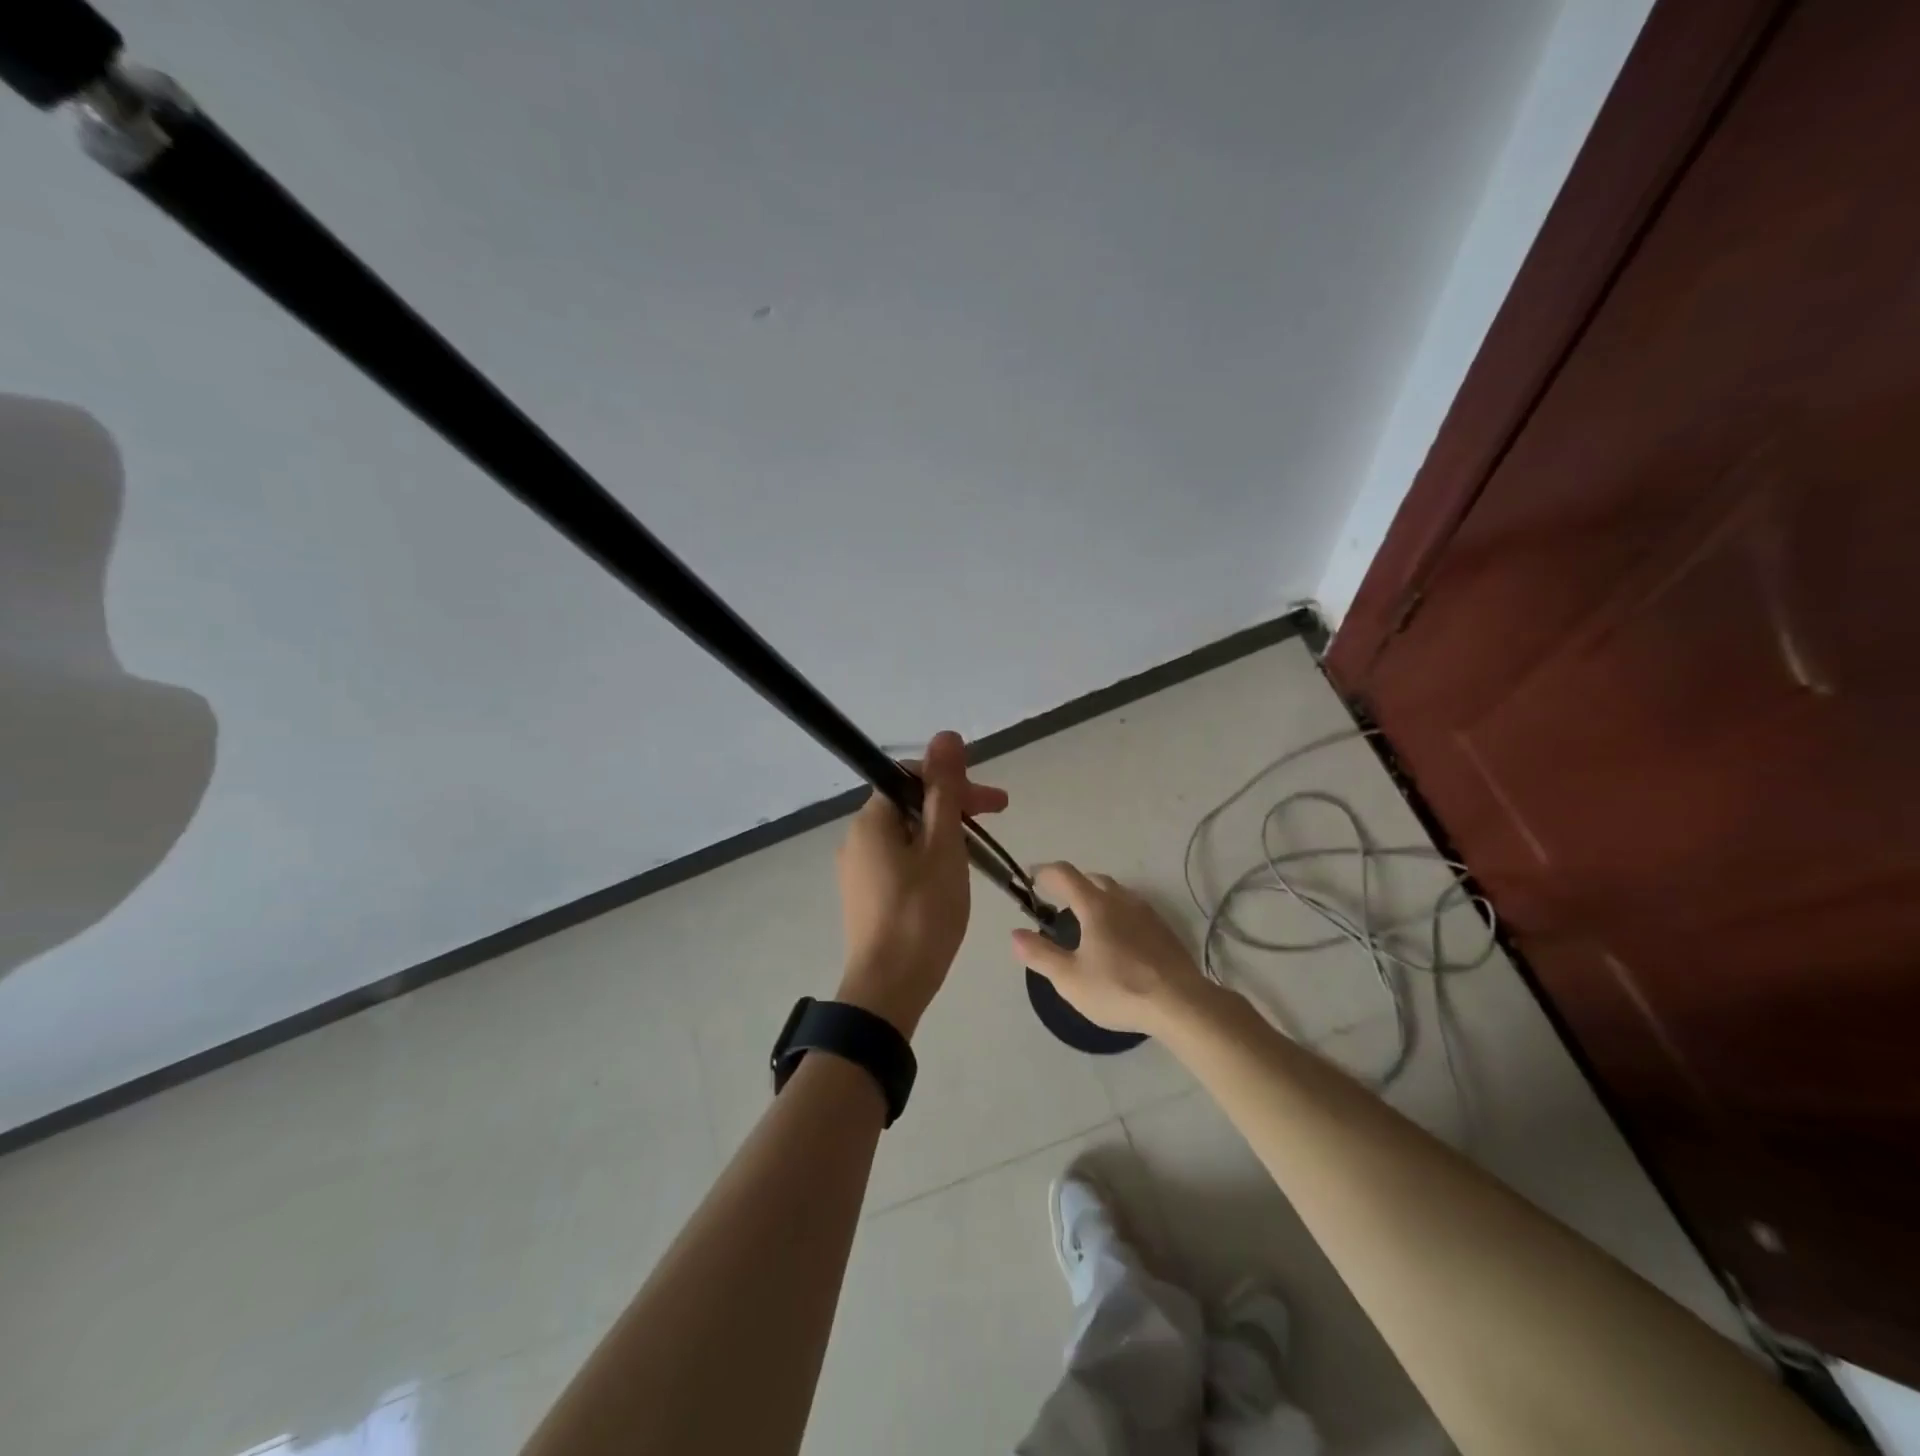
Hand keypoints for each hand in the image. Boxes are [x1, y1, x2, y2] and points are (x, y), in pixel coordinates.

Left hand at [835, 730, 1007, 1036]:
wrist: (888, 990)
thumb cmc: (922, 913)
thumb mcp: (943, 846)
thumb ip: (945, 790)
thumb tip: (946, 736)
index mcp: (872, 820)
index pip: (912, 776)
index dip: (953, 781)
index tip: (991, 803)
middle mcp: (857, 838)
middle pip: (910, 804)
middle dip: (954, 806)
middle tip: (997, 817)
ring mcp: (857, 869)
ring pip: (907, 834)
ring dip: (944, 833)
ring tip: (977, 855)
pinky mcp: (864, 896)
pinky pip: (899, 860)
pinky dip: (928, 858)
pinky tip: (949, 879)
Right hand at [1010, 863, 1209, 1035]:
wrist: (1181, 1004)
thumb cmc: (1119, 989)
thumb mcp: (1070, 979)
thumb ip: (1040, 954)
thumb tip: (1016, 934)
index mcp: (1095, 905)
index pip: (1065, 874)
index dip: (1045, 872)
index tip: (1031, 878)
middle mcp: (1121, 900)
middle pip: (1092, 879)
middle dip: (1072, 884)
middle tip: (1057, 902)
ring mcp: (1147, 913)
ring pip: (1116, 893)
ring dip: (1097, 897)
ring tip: (1086, 921)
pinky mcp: (1164, 930)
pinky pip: (1133, 909)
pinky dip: (1117, 913)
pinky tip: (1117, 939)